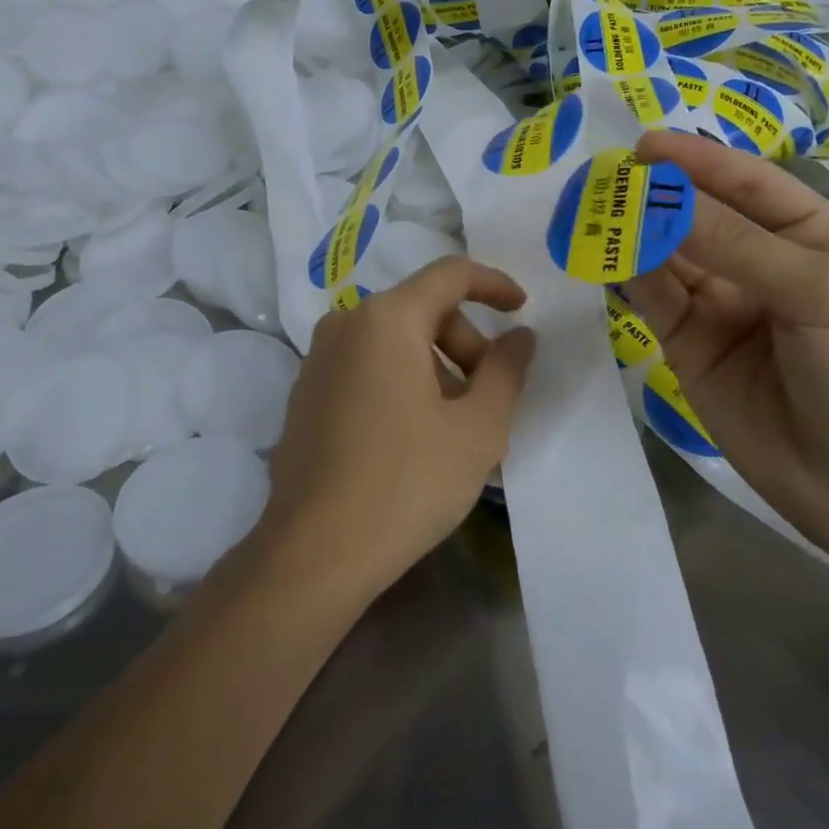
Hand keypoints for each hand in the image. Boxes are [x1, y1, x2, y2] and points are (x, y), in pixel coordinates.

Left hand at [257, 257, 536, 603]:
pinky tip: (413, 436)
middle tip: (490, 397)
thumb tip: (520, 336)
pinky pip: (367, 365)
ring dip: (436, 366)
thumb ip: (507, 371)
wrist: (314, 553)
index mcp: (386, 318)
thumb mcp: (477, 428)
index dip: (493, 285)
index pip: (450, 274)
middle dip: (466, 343)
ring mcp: (318, 358)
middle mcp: (346, 323)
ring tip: (455, 425)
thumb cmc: (407, 482)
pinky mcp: (306, 392)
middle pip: (422, 309)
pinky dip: (401, 380)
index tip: (522, 310)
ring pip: (394, 340)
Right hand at [621, 132, 828, 582]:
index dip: (697, 160)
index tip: (643, 144)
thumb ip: (734, 243)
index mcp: (808, 234)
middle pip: (699, 214)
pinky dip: (627, 273)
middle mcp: (760, 262)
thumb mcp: (816, 291)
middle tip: (602, 176)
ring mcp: (721, 305)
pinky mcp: (689, 346)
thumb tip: (658, 196)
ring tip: (591, 208)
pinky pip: (653, 299)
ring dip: (633, 230)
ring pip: (668, 254)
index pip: (746, 183)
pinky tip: (602, 253)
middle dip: (656, 193)